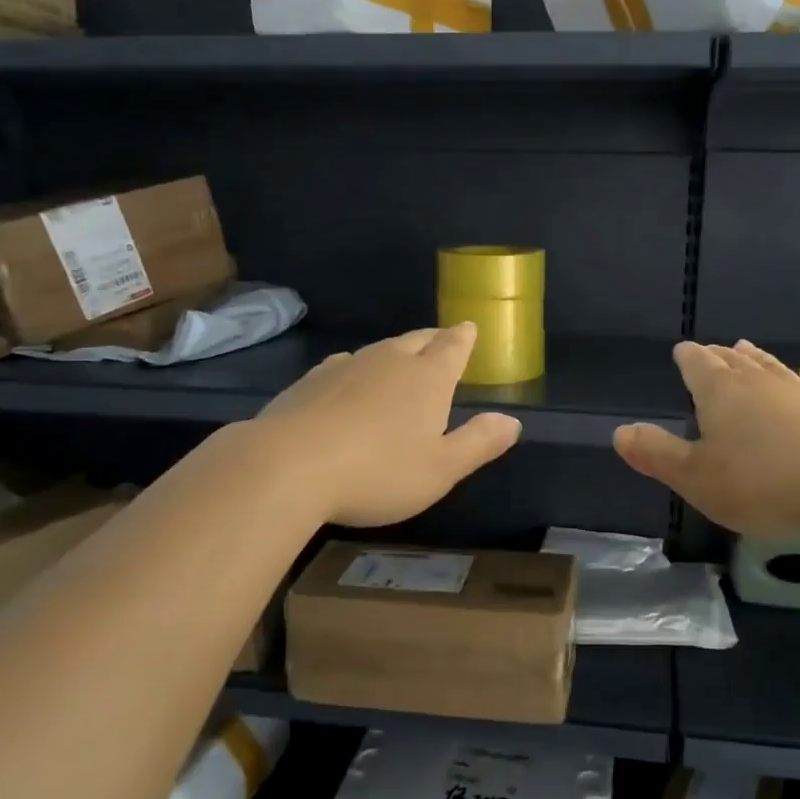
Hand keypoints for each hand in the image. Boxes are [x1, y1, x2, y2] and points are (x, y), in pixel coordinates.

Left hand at [255, 322, 521, 525]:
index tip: (469, 327)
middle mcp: (389, 362)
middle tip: (442, 339)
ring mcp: (346, 367)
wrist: (287, 466)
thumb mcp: (440, 469)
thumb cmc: (377, 472)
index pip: (452, 348)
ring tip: (401, 358)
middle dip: (434, 339)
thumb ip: (479, 443)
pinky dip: (357, 368)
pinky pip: (344, 365)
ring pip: (379, 349)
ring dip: (395, 352)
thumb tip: (512, 421)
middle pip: (417, 340)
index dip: (464, 338)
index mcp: (427, 378)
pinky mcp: (310, 381)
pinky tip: (349, 378)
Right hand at [615, 339, 799, 537]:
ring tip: (746, 349)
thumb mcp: (696, 478)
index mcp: (720, 391)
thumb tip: (620, 431)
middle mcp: (759, 382)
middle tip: (710, 352)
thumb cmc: (762, 483)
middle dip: (718, 356)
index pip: (696, 363)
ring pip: (771, 367)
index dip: (686, 357)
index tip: (681, 352)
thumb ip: (656, 454)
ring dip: (756, 358)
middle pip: (733, 360)